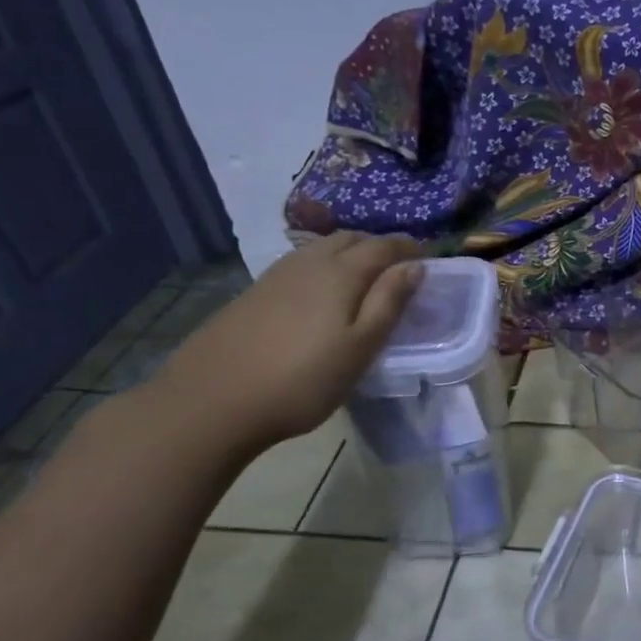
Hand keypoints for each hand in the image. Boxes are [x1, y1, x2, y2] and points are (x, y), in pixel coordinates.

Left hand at [151, 233, 422, 451]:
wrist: (212, 401)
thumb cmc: (302, 380)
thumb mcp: (360, 347)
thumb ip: (389, 303)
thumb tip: (416, 267)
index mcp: (340, 273)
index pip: (382, 247)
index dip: (408, 248)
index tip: (428, 258)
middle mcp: (308, 263)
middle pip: (350, 239)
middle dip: (378, 246)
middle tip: (398, 268)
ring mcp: (276, 276)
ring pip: (321, 249)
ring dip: (349, 253)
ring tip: (364, 278)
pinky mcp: (255, 293)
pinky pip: (301, 264)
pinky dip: (323, 266)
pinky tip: (322, 293)